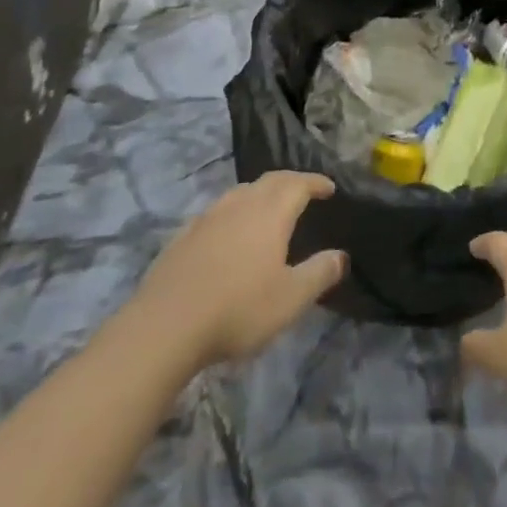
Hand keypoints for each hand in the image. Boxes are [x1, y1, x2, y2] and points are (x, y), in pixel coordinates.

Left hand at [132, 171, 347, 368]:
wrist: (165, 326)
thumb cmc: (237, 310)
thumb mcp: (290, 300)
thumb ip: (319, 274)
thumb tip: (341, 256)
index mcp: (270, 213)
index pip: (298, 184)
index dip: (316, 182)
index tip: (329, 187)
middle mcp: (240, 204)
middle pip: (269, 180)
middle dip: (291, 181)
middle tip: (304, 190)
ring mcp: (208, 217)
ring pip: (241, 192)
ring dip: (260, 193)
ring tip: (269, 207)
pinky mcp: (183, 235)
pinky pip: (217, 211)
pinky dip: (233, 211)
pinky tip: (228, 232)